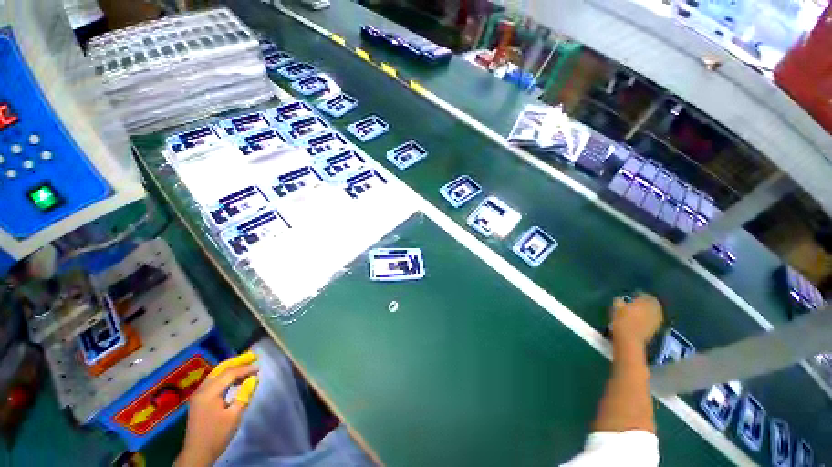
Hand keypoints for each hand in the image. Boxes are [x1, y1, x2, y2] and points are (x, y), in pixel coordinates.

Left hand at [175, 352, 258, 466]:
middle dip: (237, 361)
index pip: (230, 373)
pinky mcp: (199, 399)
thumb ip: (244, 394)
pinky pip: (213, 380)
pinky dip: (225, 375)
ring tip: (246, 364)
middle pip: (221, 369)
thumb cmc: (217, 435)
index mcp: (209, 392)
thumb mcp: (234, 416)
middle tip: (253, 356)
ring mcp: (198, 394)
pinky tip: (234, 378)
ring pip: (216, 373)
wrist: (197, 453)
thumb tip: (254, 378)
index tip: (259, 367)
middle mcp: (202, 389)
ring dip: (231, 367)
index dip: (245, 369)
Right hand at [609, 293, 663, 345]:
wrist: (630, 339)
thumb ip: (620, 301)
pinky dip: (648, 319)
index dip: (638, 296)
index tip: (631, 297)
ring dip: (647, 312)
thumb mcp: (616, 307)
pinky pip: (654, 320)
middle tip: (635, 305)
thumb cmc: (622, 320)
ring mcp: (658, 319)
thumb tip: (620, 300)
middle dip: (645, 304)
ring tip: (638, 313)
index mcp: (646, 301)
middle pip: (652, 304)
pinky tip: (640, 321)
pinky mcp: (657, 328)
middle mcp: (655, 309)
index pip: (645, 295)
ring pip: (654, 312)